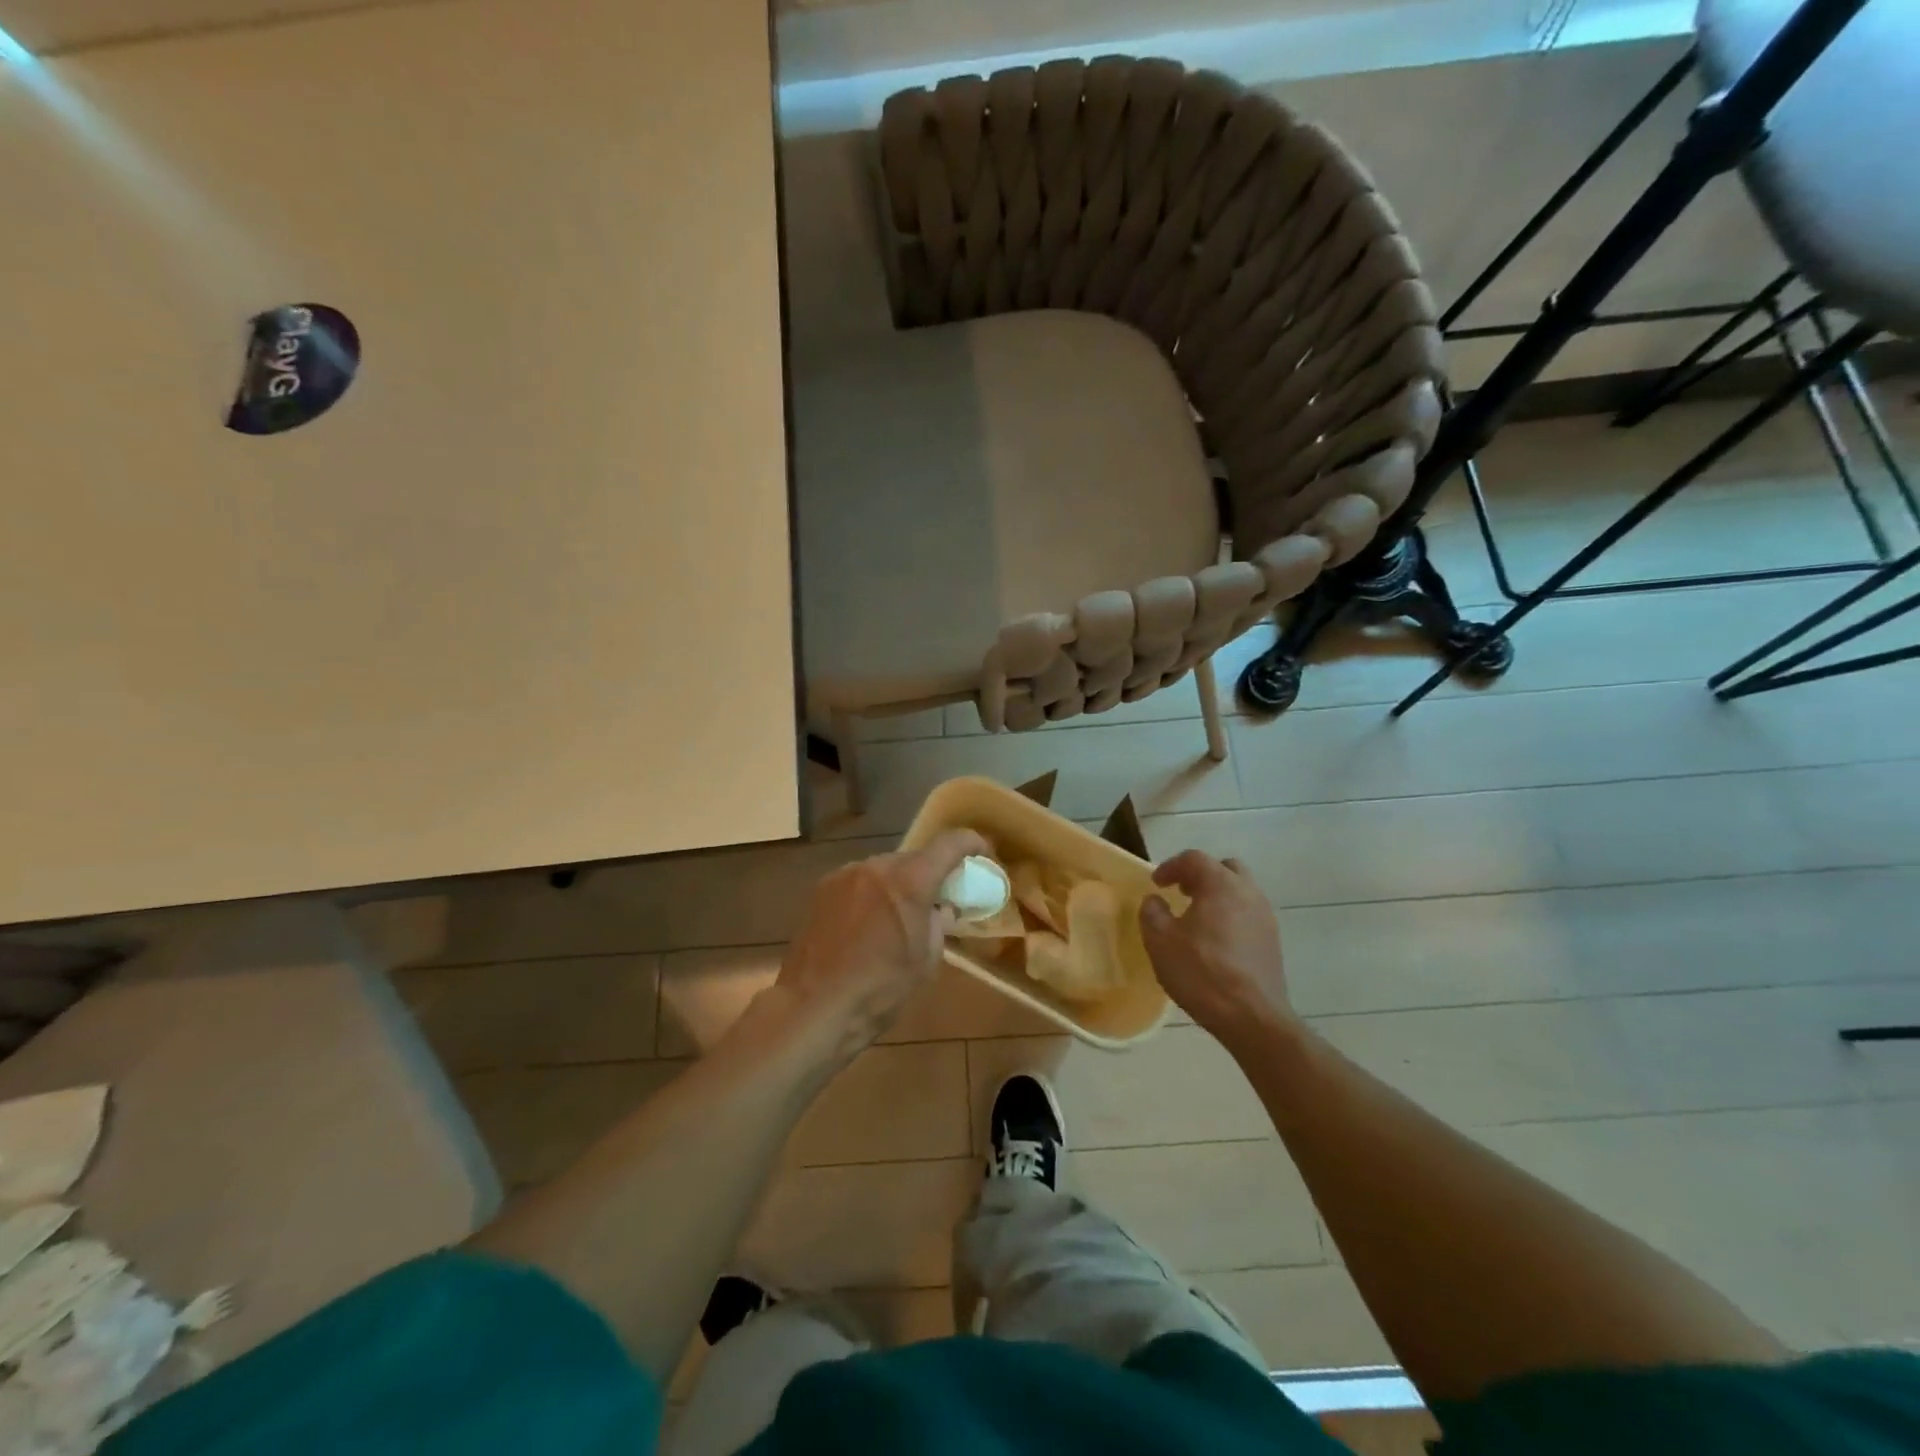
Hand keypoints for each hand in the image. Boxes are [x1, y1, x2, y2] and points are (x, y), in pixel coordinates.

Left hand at [776, 829, 987, 1058]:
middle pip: (913, 859)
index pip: (949, 844)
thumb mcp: (926, 961)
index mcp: (909, 881)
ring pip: (883, 870)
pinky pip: (858, 882)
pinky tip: (865, 927)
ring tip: (896, 919)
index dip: (971, 843)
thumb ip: (939, 924)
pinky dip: (870, 894)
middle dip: (929, 874)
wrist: (813, 1008)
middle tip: (936, 901)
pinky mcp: (821, 889)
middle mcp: (876, 866)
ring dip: (896, 886)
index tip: (982, 853)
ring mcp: (844, 874)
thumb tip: (940, 909)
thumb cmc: (879, 991)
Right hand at [1139, 850, 1296, 1055]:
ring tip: (1197, 917)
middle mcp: (1248, 892)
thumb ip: (1152, 912)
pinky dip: (1231, 915)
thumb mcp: (1160, 941)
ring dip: (1218, 895)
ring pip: (1241, 891)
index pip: (1195, 859)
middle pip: (1225, 868)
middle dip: (1201, 875)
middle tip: (1182, 892)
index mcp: (1221, 885)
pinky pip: (1249, 914)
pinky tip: (1216, 940)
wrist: (1252, 1017)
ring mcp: (1265, 917)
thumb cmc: (1202, 972)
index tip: (1157, 884)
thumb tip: (1155, 901)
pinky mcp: (1273, 941)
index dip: (1171, 867)